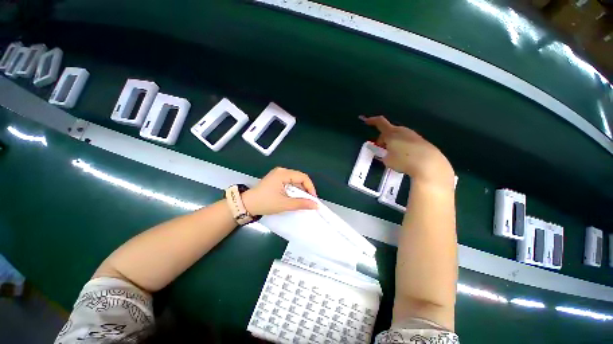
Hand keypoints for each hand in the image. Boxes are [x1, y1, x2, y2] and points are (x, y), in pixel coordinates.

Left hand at [242, 167, 318, 215]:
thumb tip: (316, 205)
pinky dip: (293, 190)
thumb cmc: (265, 203)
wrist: (246, 205)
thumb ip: (301, 203)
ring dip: (299, 190)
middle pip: (299, 178)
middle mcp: (281, 171)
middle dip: (305, 189)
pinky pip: (289, 182)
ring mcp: (278, 174)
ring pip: (295, 180)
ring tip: (301, 200)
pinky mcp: (276, 179)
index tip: (313, 199)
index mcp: (283, 174)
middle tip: (308, 201)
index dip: (310, 187)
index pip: (303, 177)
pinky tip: (293, 197)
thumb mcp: (284, 204)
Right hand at [361, 116, 454, 189]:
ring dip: (392, 143)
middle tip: (381, 151)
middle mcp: (402, 131)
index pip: (380, 122)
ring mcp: (413, 135)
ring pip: (398, 136)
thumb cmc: (404, 161)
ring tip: (393, 155)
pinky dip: (401, 145)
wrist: (429, 164)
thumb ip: (382, 154)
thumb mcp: (387, 160)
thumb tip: (383, 152)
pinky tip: (404, 156)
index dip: (371, 120)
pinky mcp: (420, 141)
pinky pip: (406, 140)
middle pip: (388, 131)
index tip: (365, 119)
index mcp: (391, 133)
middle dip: (383, 139)